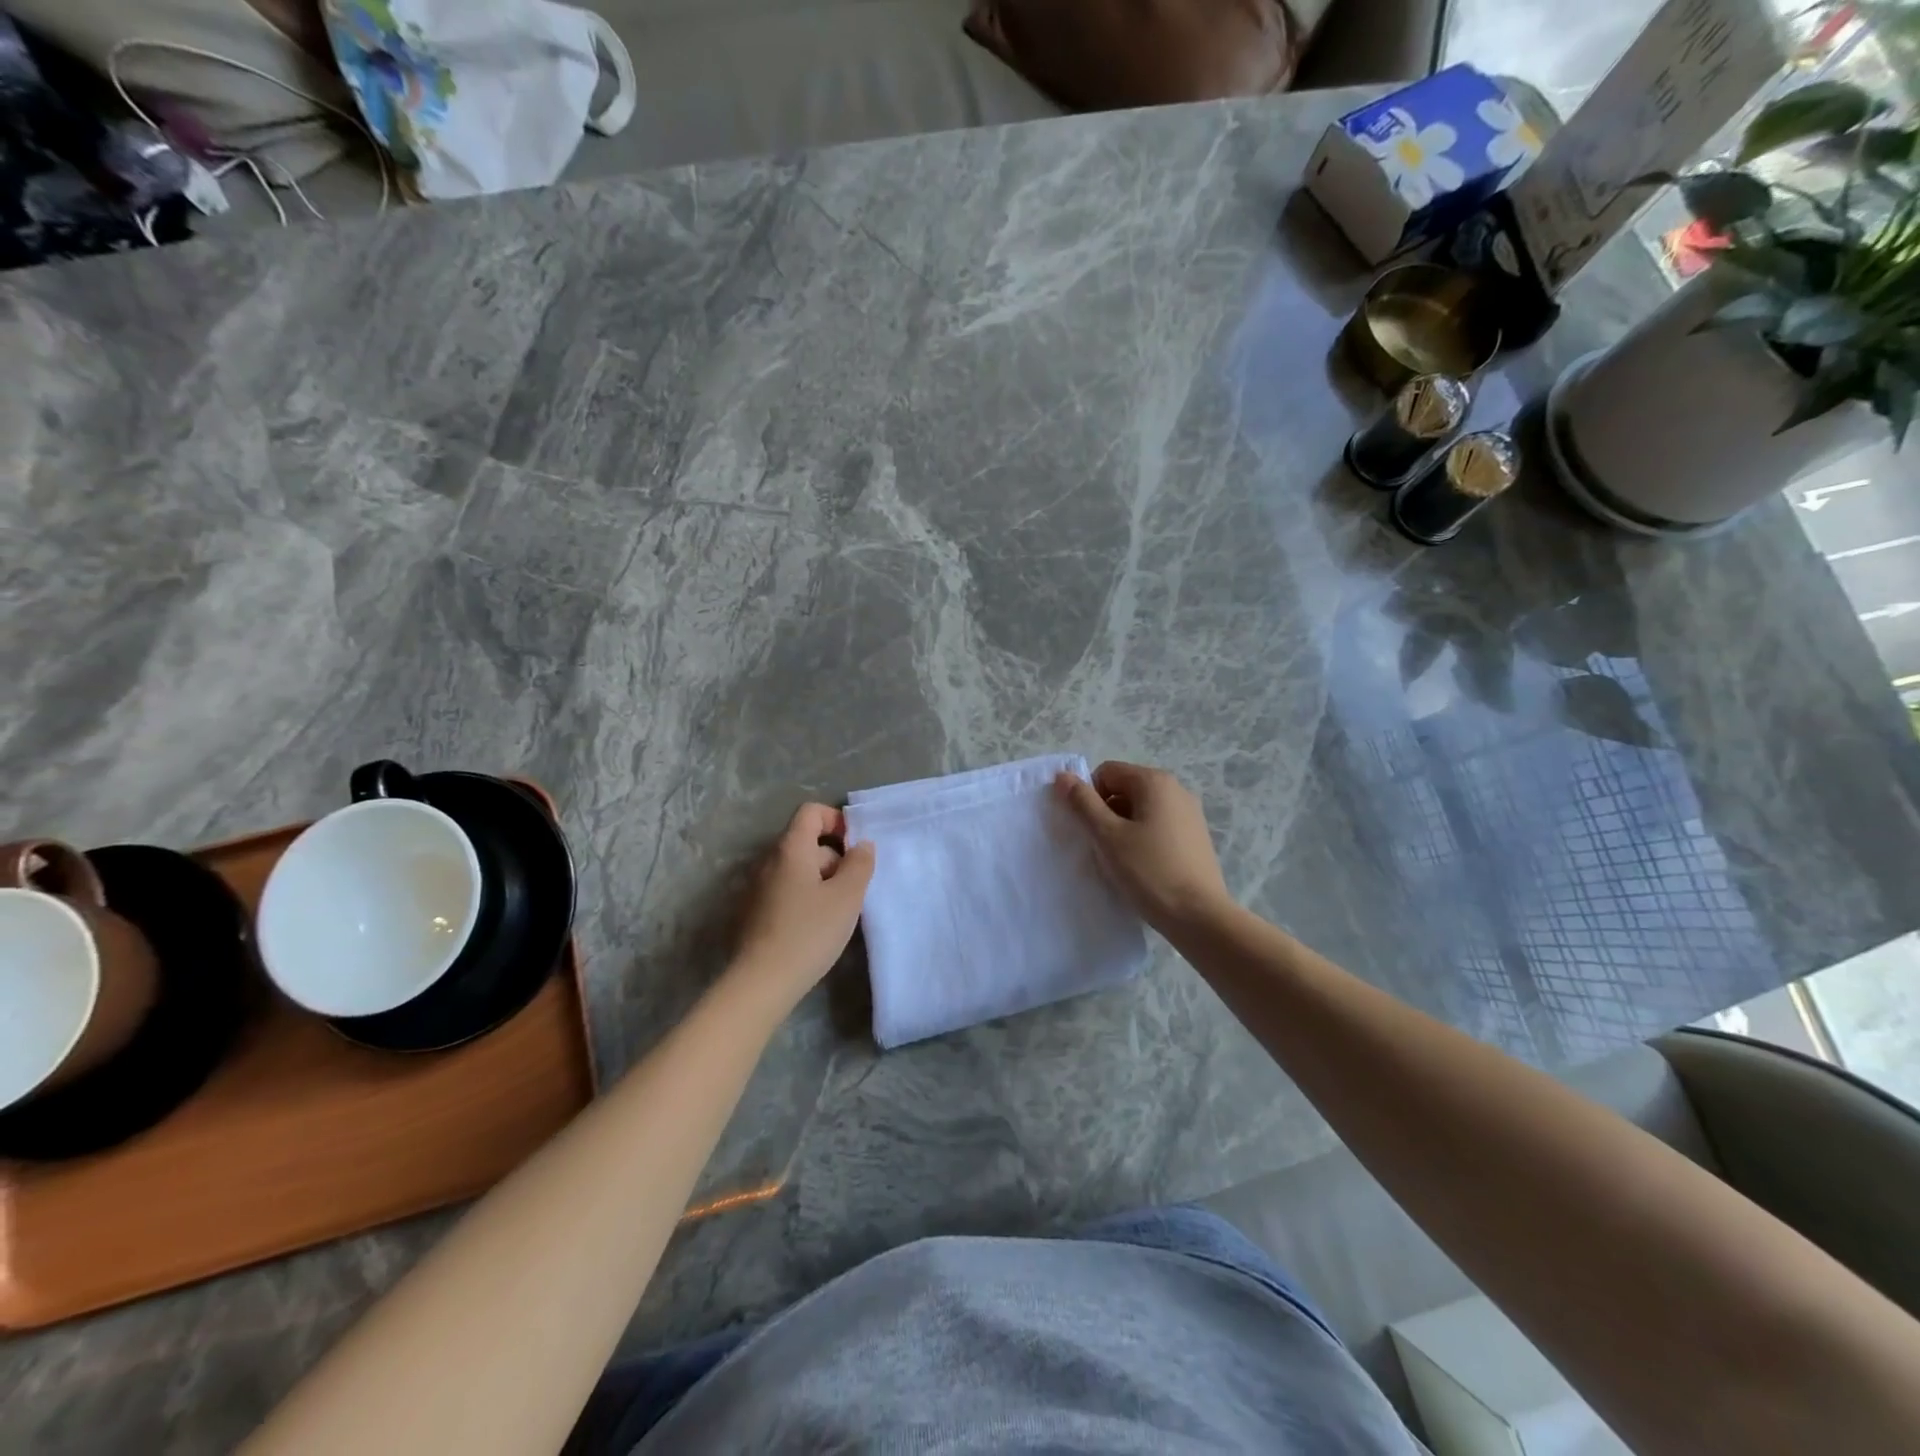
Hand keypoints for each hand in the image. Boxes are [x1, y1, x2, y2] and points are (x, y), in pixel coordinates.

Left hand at [732, 803, 875, 1002]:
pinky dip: (805, 898)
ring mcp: (757, 887)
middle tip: (854, 889)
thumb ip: (859, 864)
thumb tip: (862, 845)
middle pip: (806, 842)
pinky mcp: (753, 912)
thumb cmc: (808, 933)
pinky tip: (816, 927)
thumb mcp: (847, 897)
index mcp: (790, 849)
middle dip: (835, 858)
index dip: (836, 820)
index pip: (811, 812)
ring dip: (821, 881)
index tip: (856, 847)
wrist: (761, 982)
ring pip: (797, 870)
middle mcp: (769, 860)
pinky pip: (786, 891)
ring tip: (839, 912)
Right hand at [1055, 762, 1232, 936]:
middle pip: (1125, 788)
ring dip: (1123, 828)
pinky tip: (1142, 867)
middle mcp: (1176, 789)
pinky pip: (1158, 826)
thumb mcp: (1108, 836)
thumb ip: (1083, 803)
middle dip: (1106, 813)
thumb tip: (1063, 776)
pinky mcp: (1195, 837)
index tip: (1089, 829)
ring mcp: (1189, 813)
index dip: (1089, 797)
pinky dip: (1143, 839)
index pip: (1106, 773)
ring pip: (1140, 809)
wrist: (1200, 917)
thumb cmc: (1149, 871)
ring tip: (1121, 860)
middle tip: (1102, 846)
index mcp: (1155, 782)